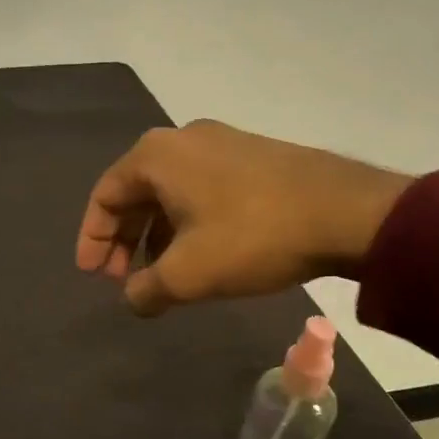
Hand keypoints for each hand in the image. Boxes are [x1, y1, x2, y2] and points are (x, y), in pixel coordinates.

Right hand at [75, 120, 413, 314]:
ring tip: (160, 273)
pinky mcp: (252, 156)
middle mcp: (183, 139)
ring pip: (170, 192)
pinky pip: (200, 189)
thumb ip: (146, 289)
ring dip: (155, 234)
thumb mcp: (188, 273)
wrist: (346, 211)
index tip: (93, 275)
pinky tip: (199, 254)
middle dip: (124, 239)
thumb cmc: (251, 236)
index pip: (105, 195)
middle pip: (135, 192)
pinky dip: (186, 222)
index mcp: (156, 156)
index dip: (92, 238)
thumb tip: (133, 299)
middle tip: (122, 278)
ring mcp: (221, 143)